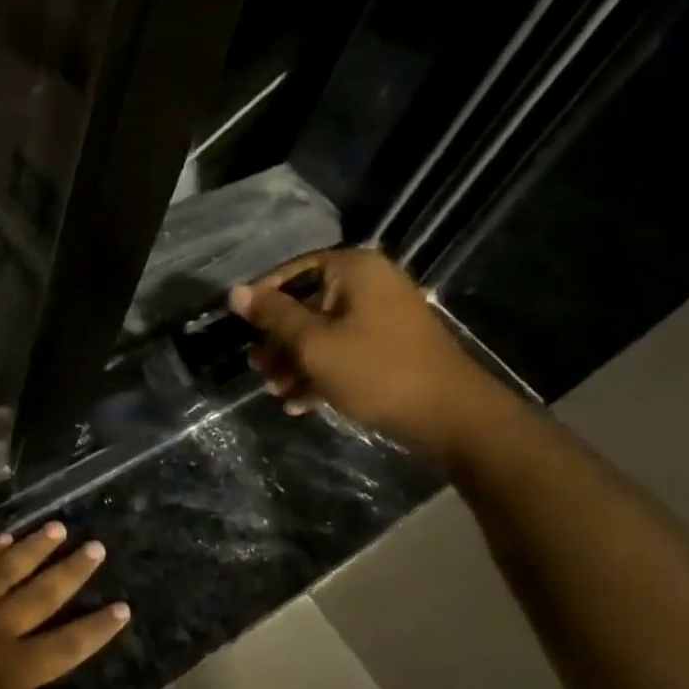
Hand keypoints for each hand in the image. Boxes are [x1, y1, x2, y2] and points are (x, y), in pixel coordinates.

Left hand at [0, 523, 129, 688]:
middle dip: (73, 570)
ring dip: (35, 547)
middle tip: (96, 546)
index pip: (67, 644)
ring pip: (9, 566)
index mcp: (14, 669)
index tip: (122, 607)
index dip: (96, 627)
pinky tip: (3, 537)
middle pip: (43, 592)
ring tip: (58, 528)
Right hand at [230, 248, 501, 465]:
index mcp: (354, 270)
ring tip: (276, 392)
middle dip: (279, 341)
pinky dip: (321, 373)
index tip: (242, 329)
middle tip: (259, 369)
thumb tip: (235, 292)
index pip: (292, 271)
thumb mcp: (314, 344)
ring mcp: (383, 317)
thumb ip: (274, 316)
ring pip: (323, 333)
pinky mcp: (390, 347)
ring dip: (296, 363)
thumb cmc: (377, 371)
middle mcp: (370, 284)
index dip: (263, 299)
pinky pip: (344, 351)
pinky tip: (299, 404)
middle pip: (307, 304)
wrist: (452, 418)